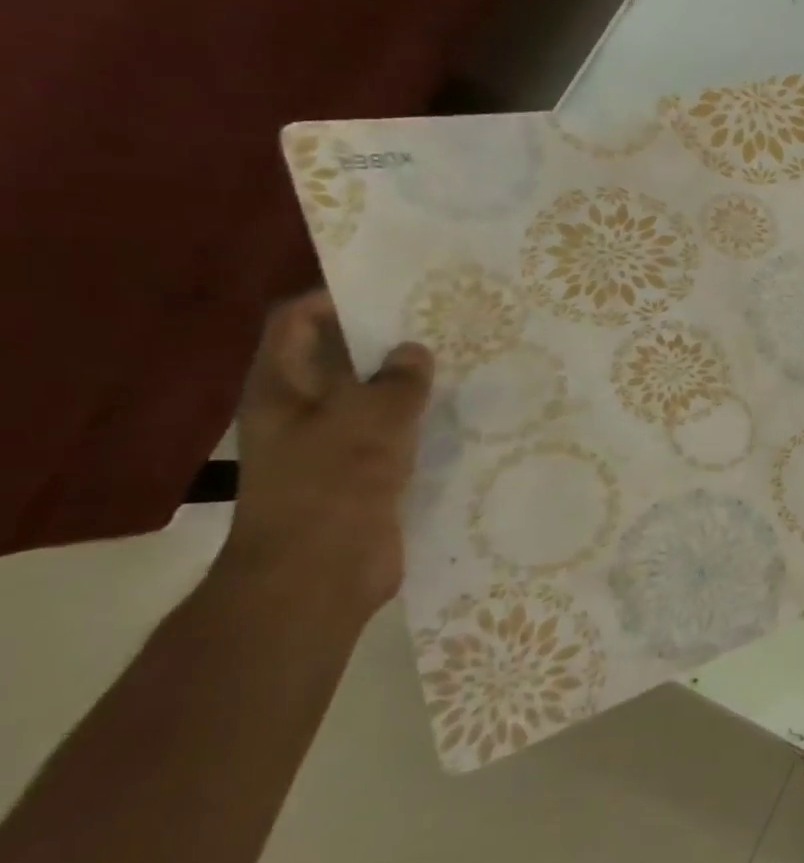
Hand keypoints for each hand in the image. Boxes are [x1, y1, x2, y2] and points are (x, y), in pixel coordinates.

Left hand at [221, 291, 433, 627]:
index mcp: (281, 388)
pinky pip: (394, 435)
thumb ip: (396, 380)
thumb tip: (414, 351)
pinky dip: (420, 422)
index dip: (337, 298)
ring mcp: (332, 445)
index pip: (298, 322)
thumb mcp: (369, 420)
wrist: (321, 574)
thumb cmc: (332, 485)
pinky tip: (461, 414)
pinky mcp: (363, 475)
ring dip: (409, 383)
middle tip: (443, 322)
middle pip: (340, 358)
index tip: (395, 288)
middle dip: (386, 339)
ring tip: (463, 362)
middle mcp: (301, 411)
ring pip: (373, 399)